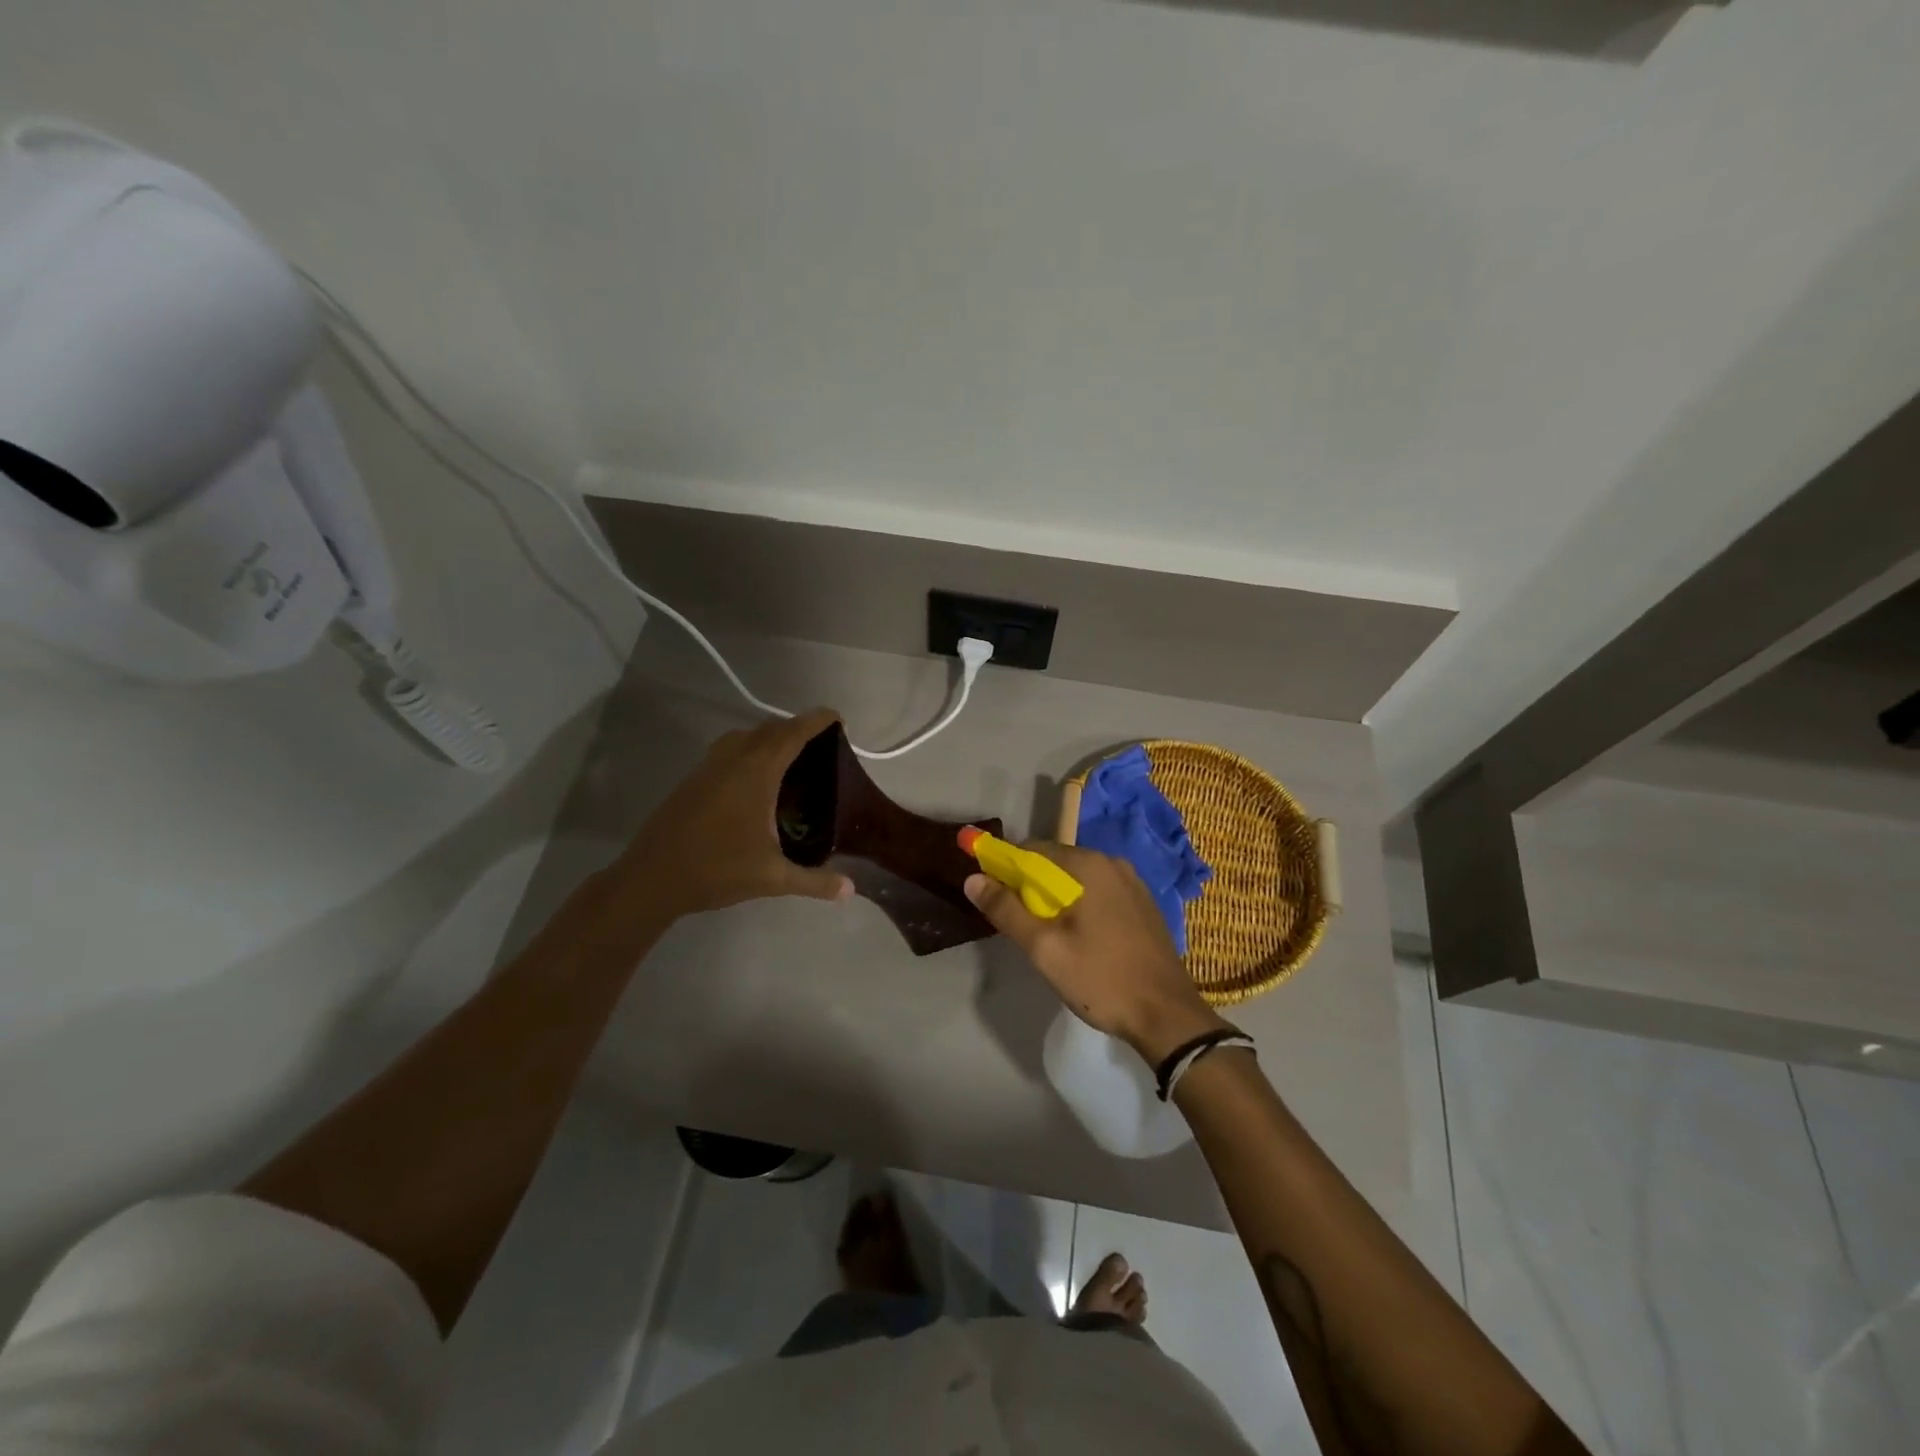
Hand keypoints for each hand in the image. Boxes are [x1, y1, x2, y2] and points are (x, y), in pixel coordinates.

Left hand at [612, 708, 853, 923]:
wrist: (651, 879)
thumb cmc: (716, 871)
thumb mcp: (773, 878)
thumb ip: (814, 881)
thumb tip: (850, 890)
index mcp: (756, 773)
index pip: (792, 734)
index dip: (816, 721)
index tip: (837, 718)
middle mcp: (732, 760)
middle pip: (770, 729)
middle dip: (797, 728)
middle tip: (821, 746)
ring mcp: (708, 768)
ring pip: (745, 737)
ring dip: (770, 738)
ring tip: (790, 759)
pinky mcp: (693, 780)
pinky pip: (728, 750)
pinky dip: (749, 751)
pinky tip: (756, 781)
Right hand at [964, 843, 1229, 1064]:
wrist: (1167, 1015)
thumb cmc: (1101, 979)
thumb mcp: (1044, 948)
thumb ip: (1006, 910)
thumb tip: (972, 879)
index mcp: (1088, 865)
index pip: (1031, 850)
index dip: (1005, 870)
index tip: (994, 898)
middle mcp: (1112, 863)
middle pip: (1055, 863)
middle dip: (1031, 887)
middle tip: (1021, 927)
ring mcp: (1132, 883)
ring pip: (1078, 880)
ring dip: (1056, 899)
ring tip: (1048, 938)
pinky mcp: (1143, 904)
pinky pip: (1100, 893)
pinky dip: (1081, 906)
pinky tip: (1080, 940)